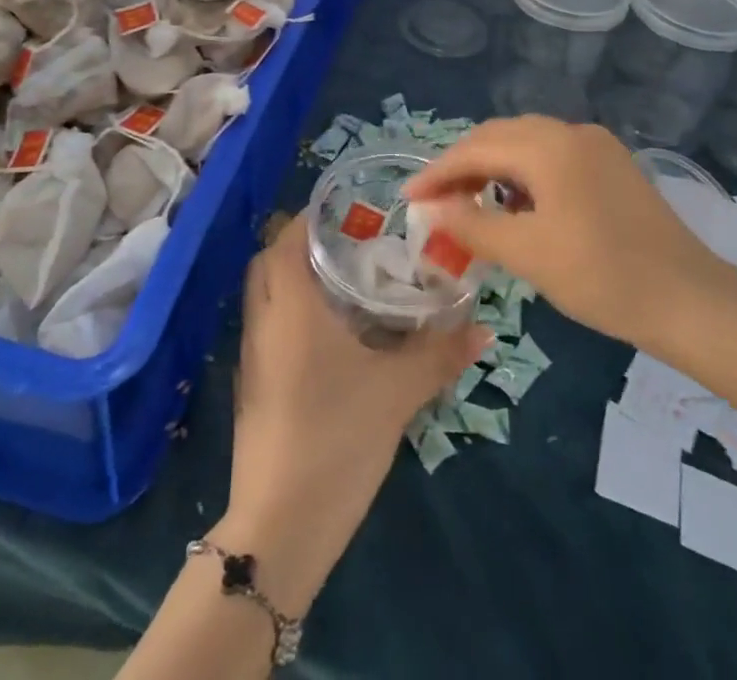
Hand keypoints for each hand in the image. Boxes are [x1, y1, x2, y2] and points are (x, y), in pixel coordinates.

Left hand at [214, 214, 486, 612]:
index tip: (351, 211)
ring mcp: (253, 354)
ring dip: (296, 277)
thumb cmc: (336, 436)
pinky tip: (331, 332)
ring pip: (266, 294)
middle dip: (304, 243)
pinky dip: (291, 311)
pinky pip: (268, 325)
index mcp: (290, 305)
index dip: (314, 217)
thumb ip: (439, 353)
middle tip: (352, 243)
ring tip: (346, 280)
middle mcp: (263, 319)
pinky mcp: (253, 385)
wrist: (280, 526)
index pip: (287, 237)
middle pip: (270, 260)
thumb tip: (484, 328)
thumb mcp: (397, 391)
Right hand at [404, 116, 736, 354]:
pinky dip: (523, 173)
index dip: (437, 173)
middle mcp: (571, 132)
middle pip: (499, 136)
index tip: (408, 199)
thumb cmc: (603, 277)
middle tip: (436, 202)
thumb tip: (431, 209)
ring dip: (492, 167)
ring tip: (471, 204)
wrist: (691, 300)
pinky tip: (518, 204)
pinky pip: (552, 155)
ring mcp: (596, 145)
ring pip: (526, 143)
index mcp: (549, 146)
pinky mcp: (612, 164)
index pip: (476, 149)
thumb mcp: (528, 254)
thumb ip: (472, 225)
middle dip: (463, 165)